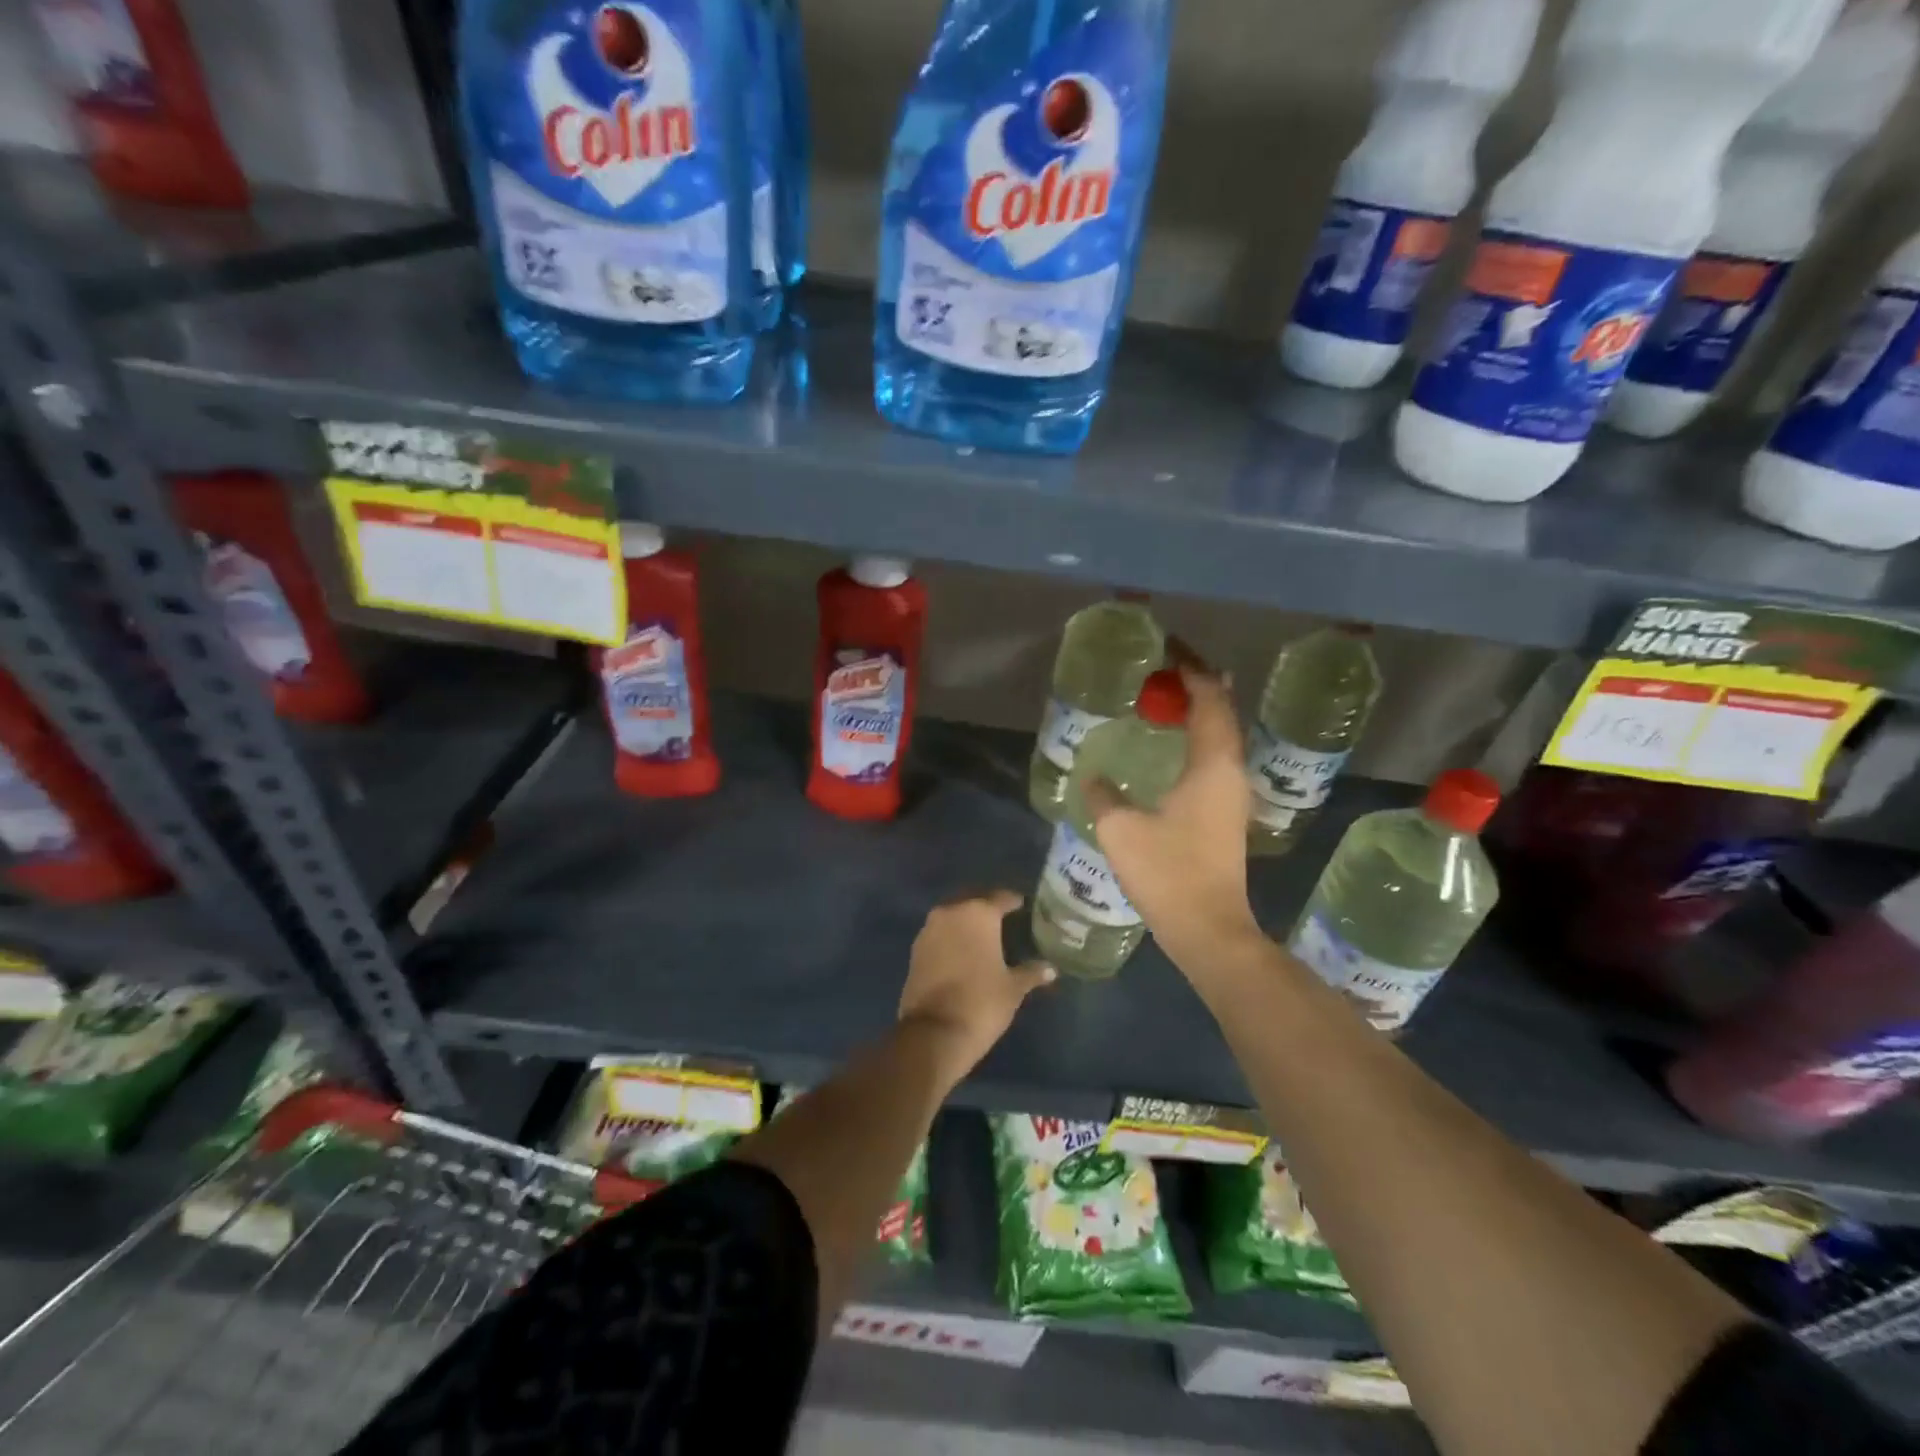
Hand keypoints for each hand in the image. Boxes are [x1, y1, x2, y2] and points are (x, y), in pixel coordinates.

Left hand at [898, 890, 1055, 1080]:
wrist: (934, 1032)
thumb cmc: (982, 1002)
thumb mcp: (1013, 988)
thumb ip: (1031, 972)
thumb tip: (1051, 969)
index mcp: (979, 913)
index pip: (1001, 898)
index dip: (1013, 902)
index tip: (1023, 906)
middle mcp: (951, 912)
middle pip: (973, 901)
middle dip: (987, 908)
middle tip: (1004, 920)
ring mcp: (929, 929)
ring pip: (953, 916)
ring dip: (966, 922)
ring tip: (983, 936)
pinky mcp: (915, 949)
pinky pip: (939, 933)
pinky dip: (951, 937)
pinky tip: (963, 951)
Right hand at [1083, 656, 1260, 961]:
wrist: (1209, 929)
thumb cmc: (1168, 873)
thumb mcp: (1122, 830)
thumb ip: (1103, 796)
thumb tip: (1092, 777)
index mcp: (1212, 766)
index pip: (1210, 699)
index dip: (1192, 670)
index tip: (1167, 650)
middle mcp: (1230, 772)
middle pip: (1223, 712)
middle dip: (1198, 684)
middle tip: (1165, 668)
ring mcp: (1232, 795)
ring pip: (1222, 736)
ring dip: (1200, 711)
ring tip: (1169, 696)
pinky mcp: (1226, 814)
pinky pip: (1215, 758)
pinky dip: (1198, 738)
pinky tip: (1174, 745)